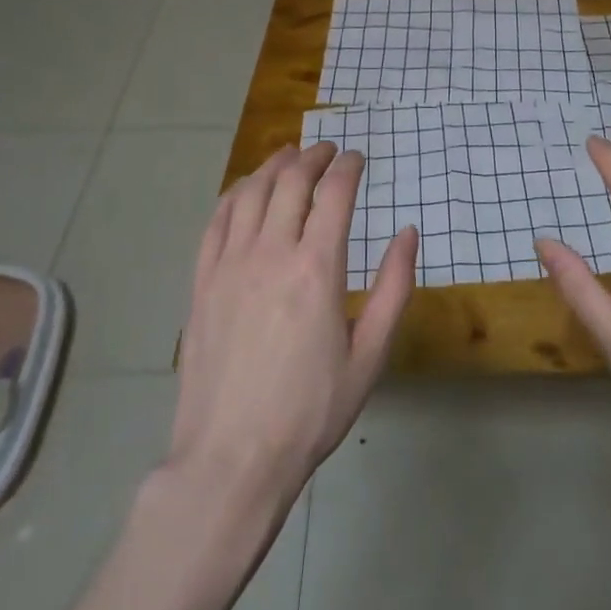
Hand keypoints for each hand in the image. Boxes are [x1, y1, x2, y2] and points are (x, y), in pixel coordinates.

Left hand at [167, 143, 416, 515]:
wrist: (232, 458)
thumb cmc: (311, 410)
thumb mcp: (370, 355)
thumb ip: (394, 288)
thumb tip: (408, 233)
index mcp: (317, 269)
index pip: (334, 194)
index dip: (349, 167)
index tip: (358, 158)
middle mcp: (271, 253)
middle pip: (291, 181)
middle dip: (313, 157)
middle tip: (328, 151)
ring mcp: (229, 265)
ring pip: (250, 192)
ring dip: (273, 166)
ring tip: (289, 156)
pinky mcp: (202, 282)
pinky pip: (216, 221)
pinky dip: (234, 194)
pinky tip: (244, 190)